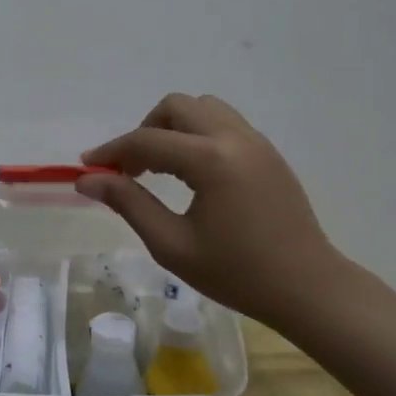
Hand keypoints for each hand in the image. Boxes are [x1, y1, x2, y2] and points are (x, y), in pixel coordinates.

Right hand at [77, 93, 353, 332]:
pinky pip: (225, 124)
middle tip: (131, 169)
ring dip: (174, 128)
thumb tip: (88, 179)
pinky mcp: (269, 153)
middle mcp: (235, 138)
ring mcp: (257, 142)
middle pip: (177, 107)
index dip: (112, 151)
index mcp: (211, 160)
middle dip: (145, 131)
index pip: (147, 140)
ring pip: (204, 109)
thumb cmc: (237, 273)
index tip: (88, 167)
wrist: (307, 288)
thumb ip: (129, 203)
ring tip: (162, 167)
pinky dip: (198, 135)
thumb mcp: (172, 245)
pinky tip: (193, 174)